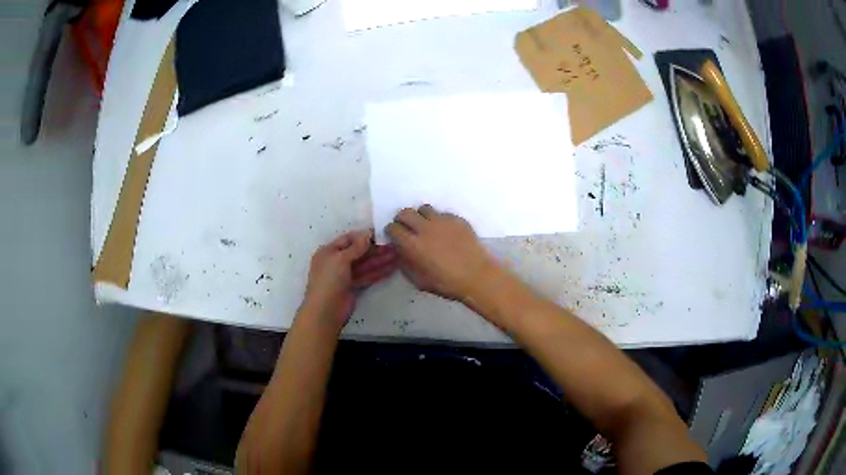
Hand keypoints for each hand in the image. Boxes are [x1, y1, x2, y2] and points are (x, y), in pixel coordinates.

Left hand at [301, 230, 397, 330]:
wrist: (326, 310)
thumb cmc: (329, 280)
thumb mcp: (340, 259)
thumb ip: (356, 247)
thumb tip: (368, 234)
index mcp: (329, 251)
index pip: (348, 239)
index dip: (364, 236)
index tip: (381, 234)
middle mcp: (336, 262)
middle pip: (358, 252)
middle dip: (375, 249)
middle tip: (394, 245)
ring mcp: (344, 275)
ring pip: (364, 265)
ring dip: (379, 260)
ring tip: (397, 255)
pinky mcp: (353, 287)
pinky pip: (366, 276)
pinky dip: (378, 272)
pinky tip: (391, 268)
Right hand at [385, 205, 496, 301]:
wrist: (477, 276)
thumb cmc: (446, 283)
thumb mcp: (418, 280)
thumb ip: (405, 263)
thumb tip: (400, 251)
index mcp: (413, 244)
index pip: (393, 228)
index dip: (391, 231)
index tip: (394, 236)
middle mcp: (425, 228)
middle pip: (405, 213)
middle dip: (402, 219)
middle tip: (407, 228)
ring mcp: (442, 221)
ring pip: (424, 209)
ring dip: (421, 217)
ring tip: (426, 227)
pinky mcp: (457, 219)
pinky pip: (442, 213)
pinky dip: (439, 220)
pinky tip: (445, 232)